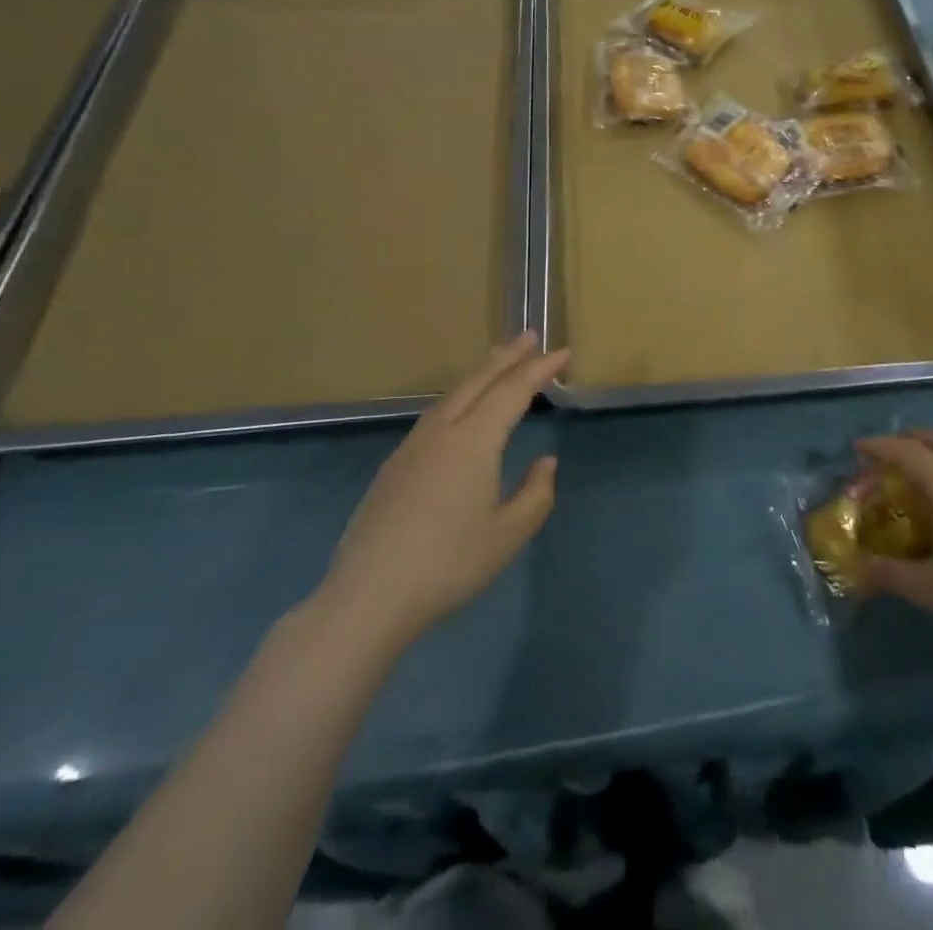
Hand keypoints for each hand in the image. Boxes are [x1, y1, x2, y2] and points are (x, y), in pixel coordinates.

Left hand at [314, 332, 567, 654]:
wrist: (368, 596)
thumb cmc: (448, 565)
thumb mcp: (508, 535)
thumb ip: (535, 494)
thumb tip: (545, 462)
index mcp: (473, 441)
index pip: (513, 391)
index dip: (540, 369)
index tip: (563, 353)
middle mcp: (442, 431)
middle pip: (478, 380)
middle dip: (506, 355)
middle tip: (529, 335)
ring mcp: (413, 446)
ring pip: (452, 393)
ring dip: (480, 372)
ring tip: (500, 362)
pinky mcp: (395, 464)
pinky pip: (435, 412)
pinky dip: (459, 395)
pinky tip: (461, 408)